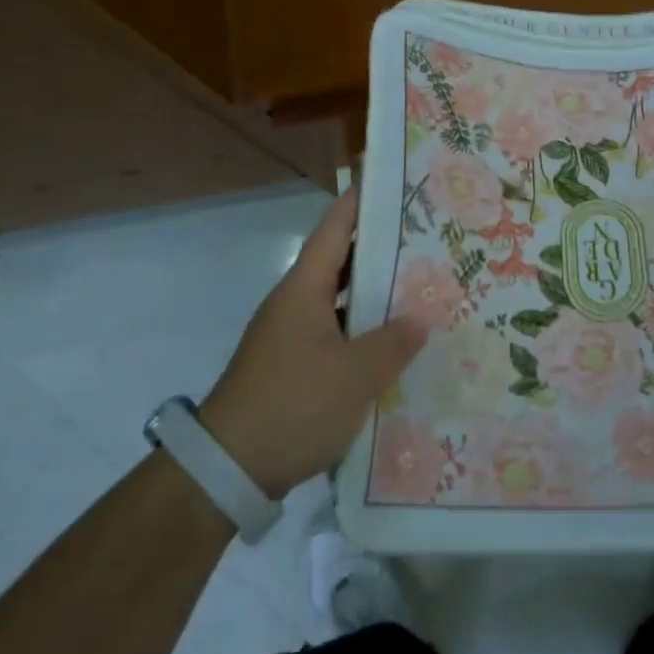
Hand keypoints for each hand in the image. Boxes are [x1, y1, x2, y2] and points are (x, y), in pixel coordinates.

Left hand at [198, 188, 427, 498]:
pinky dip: (363, 329)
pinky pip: (336, 332)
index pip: (335, 229)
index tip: (392, 183)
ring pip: (340, 300)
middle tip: (426, 237)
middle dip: (381, 248)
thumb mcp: (354, 375)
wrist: (228, 471)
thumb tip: (420, 320)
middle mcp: (295, 303)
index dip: (361, 202)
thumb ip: (393, 343)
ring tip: (421, 285)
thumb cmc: (292, 405)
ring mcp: (291, 336)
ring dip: (375, 293)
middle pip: (341, 261)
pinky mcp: (293, 366)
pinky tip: (394, 342)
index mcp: (303, 290)